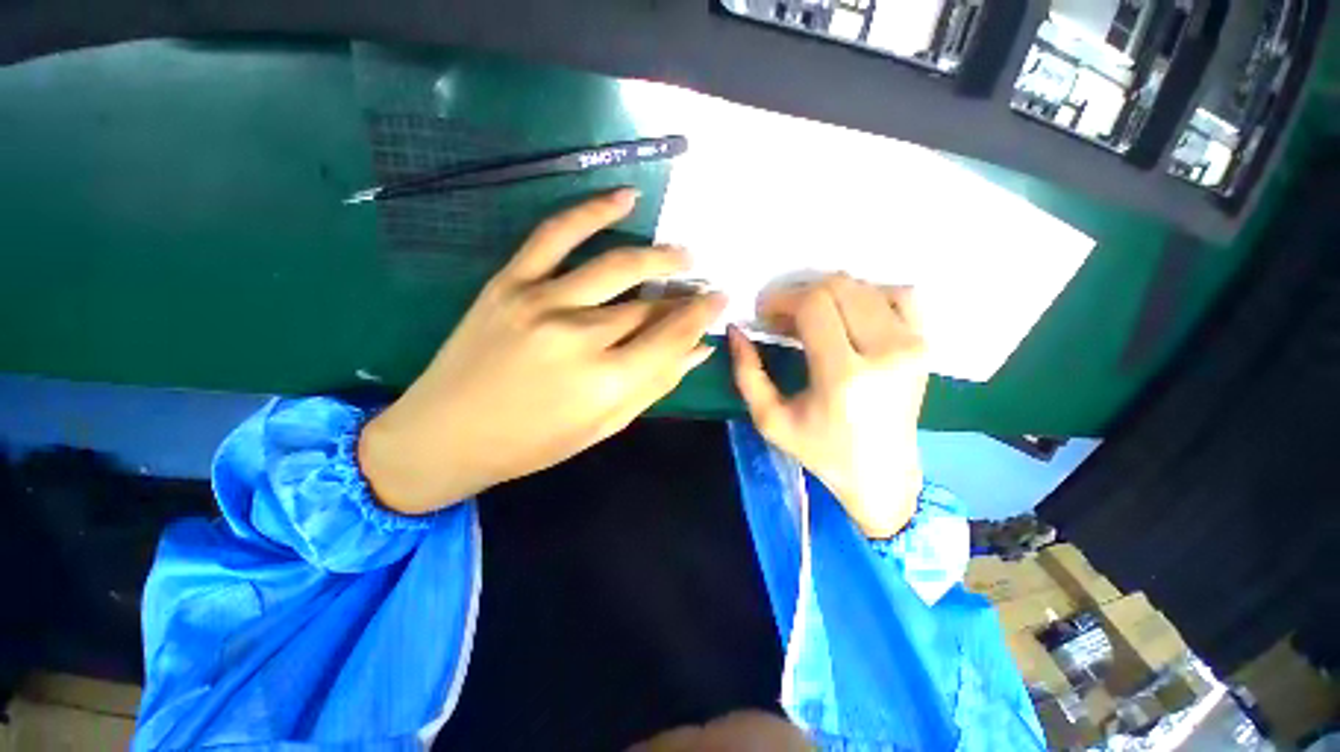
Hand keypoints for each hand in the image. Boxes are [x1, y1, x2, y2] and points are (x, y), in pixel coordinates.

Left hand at [359, 189, 725, 514]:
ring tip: (683, 255)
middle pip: (649, 304)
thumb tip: (699, 350)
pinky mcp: (511, 281)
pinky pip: (557, 234)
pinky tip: (625, 197)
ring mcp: (543, 302)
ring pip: (618, 266)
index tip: (720, 299)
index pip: (672, 336)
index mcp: (607, 382)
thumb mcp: (605, 425)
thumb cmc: (534, 443)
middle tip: (700, 287)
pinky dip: (593, 210)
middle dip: (683, 295)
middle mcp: (581, 336)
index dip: (702, 315)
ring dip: (659, 256)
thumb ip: (655, 384)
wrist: (447, 433)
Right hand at [728, 274, 926, 538]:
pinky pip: (899, 294)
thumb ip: (747, 372)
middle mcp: (886, 351)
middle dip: (800, 294)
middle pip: (839, 286)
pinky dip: (867, 295)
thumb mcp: (770, 419)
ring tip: (811, 319)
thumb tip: (737, 329)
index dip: (782, 299)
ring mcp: (912, 344)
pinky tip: (848, 316)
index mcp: (844, 375)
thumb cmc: (820, 451)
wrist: (881, 473)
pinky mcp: (925, 344)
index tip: (764, 314)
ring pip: (866, 285)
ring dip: (829, 294)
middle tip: (782, 318)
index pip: (814, 304)